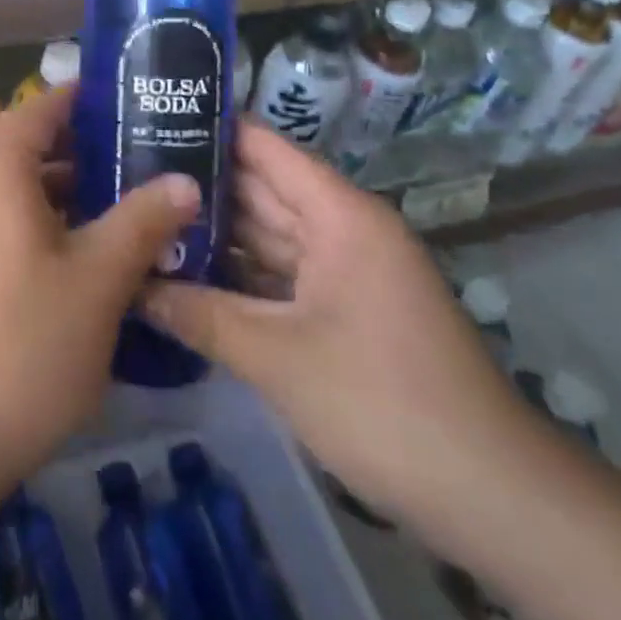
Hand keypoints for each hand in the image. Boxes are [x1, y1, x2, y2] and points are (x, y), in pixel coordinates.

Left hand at [0, 86, 199, 495]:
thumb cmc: (24, 344)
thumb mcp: (99, 281)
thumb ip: (143, 220)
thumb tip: (185, 181)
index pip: (46, 105)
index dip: (91, 103)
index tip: (137, 110)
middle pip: (24, 138)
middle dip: (78, 146)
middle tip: (133, 160)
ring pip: (3, 177)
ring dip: (51, 183)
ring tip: (110, 202)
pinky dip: (22, 211)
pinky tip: (64, 247)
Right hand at [142, 123, 535, 527]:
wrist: (494, 498)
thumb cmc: (383, 404)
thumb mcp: (278, 359)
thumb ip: (200, 314)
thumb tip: (131, 286)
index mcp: (338, 213)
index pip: (262, 147)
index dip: (207, 128)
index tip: (147, 121)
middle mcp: (343, 227)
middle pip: (260, 187)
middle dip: (197, 184)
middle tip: (127, 173)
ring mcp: (346, 269)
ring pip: (268, 233)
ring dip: (215, 231)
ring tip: (144, 217)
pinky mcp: (345, 307)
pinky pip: (282, 273)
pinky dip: (240, 272)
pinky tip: (187, 272)